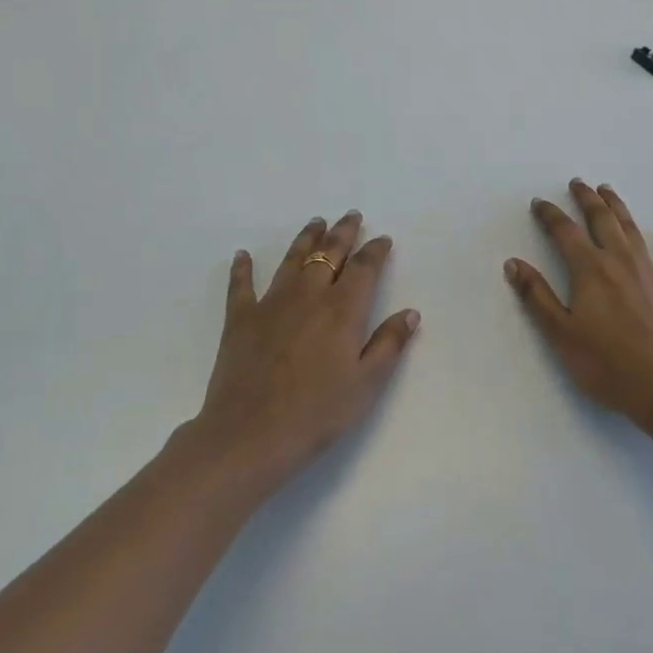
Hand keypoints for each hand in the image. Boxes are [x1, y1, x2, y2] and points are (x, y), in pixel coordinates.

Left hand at [188, 211, 419, 494]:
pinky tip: (243, 255)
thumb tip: (411, 312)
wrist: (250, 436)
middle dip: (343, 232)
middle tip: (351, 216)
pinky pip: (241, 285)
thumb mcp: (366, 384)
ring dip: (306, 238)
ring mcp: (271, 303)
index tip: (383, 239)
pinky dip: (242, 268)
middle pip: (329, 253)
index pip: (364, 268)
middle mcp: (309, 295)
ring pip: (292, 259)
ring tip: (316, 222)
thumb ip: (390, 344)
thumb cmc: (316, 414)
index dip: (375, 251)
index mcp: (342, 309)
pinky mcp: (240, 319)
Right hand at [505, 180, 652, 421]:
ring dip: (618, 207)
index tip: (539, 202)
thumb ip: (537, 296)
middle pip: (601, 219)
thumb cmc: (607, 364)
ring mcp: (648, 271)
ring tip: (608, 190)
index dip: (549, 214)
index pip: (564, 231)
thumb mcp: (561, 334)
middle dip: (587, 199)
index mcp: (589, 269)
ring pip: (631, 228)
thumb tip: (513, 263)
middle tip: (578, 183)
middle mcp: (619, 260)